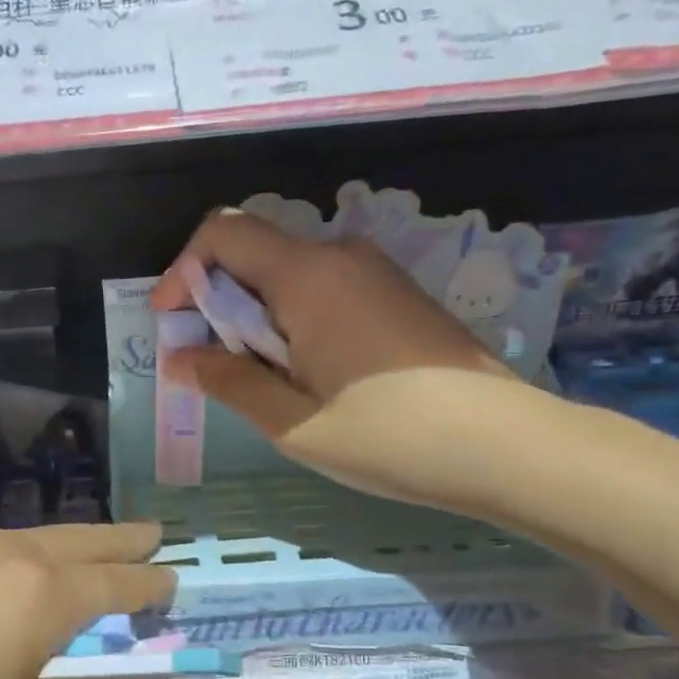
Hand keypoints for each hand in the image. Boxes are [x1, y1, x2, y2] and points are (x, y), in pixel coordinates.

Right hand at [150, 209, 512, 433]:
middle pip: (255, 252)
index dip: (183, 271)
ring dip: (256, 314)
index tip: (172, 323)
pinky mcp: (397, 294)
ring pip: (289, 273)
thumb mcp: (292, 422)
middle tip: (211, 363)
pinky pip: (324, 288)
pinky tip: (307, 372)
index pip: (223, 234)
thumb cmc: (389, 437)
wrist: (507, 445)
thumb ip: (229, 381)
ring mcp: (375, 272)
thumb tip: (181, 356)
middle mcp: (341, 256)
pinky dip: (293, 318)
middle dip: (217, 300)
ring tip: (260, 377)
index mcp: (308, 276)